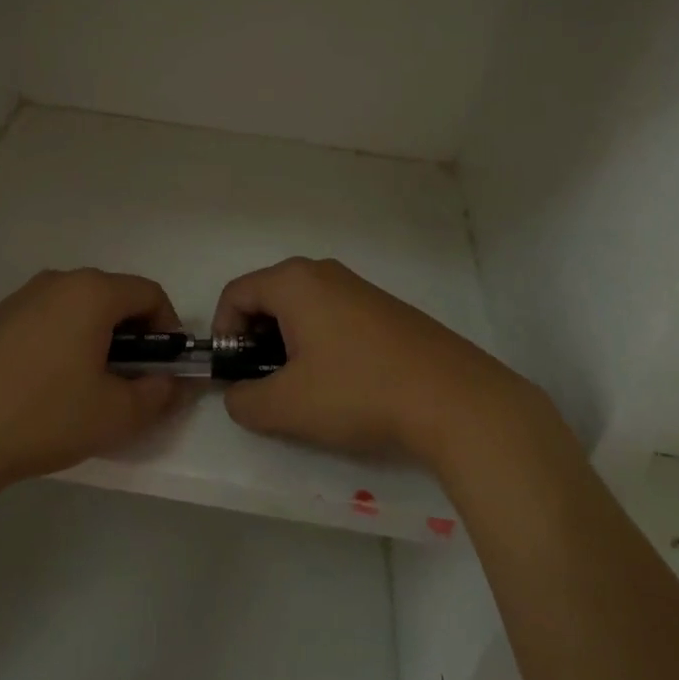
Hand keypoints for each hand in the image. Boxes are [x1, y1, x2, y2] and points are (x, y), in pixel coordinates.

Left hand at [0, 269, 185, 500]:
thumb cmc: (44, 415)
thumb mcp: (115, 415)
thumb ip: (156, 396)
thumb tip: (171, 384)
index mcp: (91, 292)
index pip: (149, 293)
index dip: (169, 329)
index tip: (164, 368)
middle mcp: (57, 282)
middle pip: (113, 297)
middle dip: (133, 336)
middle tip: (130, 381)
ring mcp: (19, 299)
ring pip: (77, 310)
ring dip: (97, 340)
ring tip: (87, 388)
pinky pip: (46, 321)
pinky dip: (63, 344)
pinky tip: (47, 389)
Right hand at [212, 257, 532, 468]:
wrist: (454, 399)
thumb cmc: (359, 392)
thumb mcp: (287, 407)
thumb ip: (244, 401)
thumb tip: (238, 395)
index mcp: (294, 282)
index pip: (235, 294)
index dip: (224, 336)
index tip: (236, 376)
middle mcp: (324, 273)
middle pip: (268, 298)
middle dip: (256, 341)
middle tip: (267, 384)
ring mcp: (360, 287)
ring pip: (302, 309)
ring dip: (289, 345)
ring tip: (305, 390)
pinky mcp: (386, 309)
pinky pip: (334, 317)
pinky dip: (321, 344)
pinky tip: (343, 384)